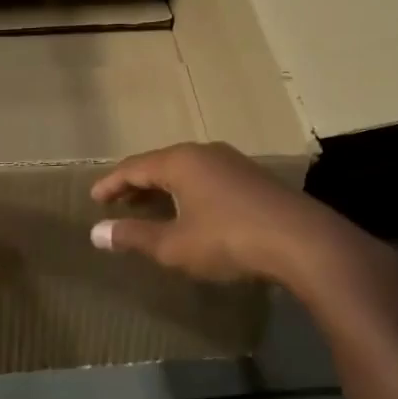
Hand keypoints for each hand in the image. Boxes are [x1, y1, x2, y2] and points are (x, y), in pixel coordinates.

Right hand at [90, 141, 397, 289]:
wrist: (303, 242)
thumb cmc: (229, 240)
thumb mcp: (175, 245)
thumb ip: (134, 236)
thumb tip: (97, 232)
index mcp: (180, 162)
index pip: (133, 167)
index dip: (111, 184)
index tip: (94, 198)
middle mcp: (204, 153)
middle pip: (159, 164)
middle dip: (136, 184)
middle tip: (117, 203)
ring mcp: (233, 162)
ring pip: (186, 170)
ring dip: (163, 188)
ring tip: (149, 207)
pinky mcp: (254, 178)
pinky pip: (207, 178)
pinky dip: (187, 191)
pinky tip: (190, 211)